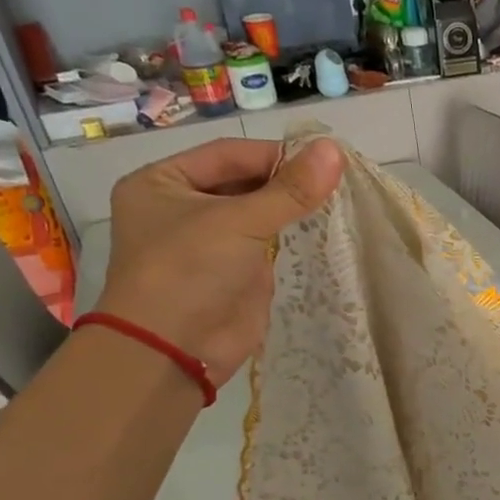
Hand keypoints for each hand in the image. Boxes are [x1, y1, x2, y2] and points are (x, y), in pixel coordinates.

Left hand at [95, 136, 343, 385]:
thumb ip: (289, 190)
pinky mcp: (234, 273)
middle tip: (335, 179)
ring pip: (258, 214)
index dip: (274, 155)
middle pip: (243, 182)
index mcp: (162, 182)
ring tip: (336, 200)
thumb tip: (334, 149)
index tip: (322, 158)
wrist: (175, 350)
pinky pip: (267, 244)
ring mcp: (209, 243)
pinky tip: (323, 229)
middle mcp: (182, 208)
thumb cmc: (190, 271)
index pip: (228, 154)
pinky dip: (292, 236)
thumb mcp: (239, 222)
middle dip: (285, 182)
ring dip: (291, 208)